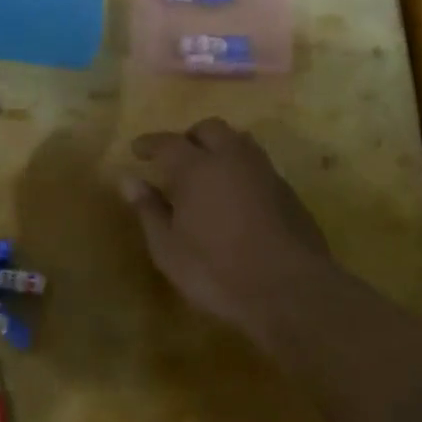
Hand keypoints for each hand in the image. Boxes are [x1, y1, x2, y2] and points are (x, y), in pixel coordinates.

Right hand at [121, 119, 335, 337]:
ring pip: (240, 141)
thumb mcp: (168, 249)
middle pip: (210, 129)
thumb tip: (129, 180)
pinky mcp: (288, 192)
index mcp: (197, 168)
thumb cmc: (217, 272)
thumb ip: (149, 210)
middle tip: (176, 159)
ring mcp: (265, 173)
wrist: (291, 292)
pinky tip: (235, 195)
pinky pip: (258, 165)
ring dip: (220, 148)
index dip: (150, 144)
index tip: (137, 150)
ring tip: (207, 172)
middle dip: (190, 138)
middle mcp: (233, 159)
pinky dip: (240, 169)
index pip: (168, 143)